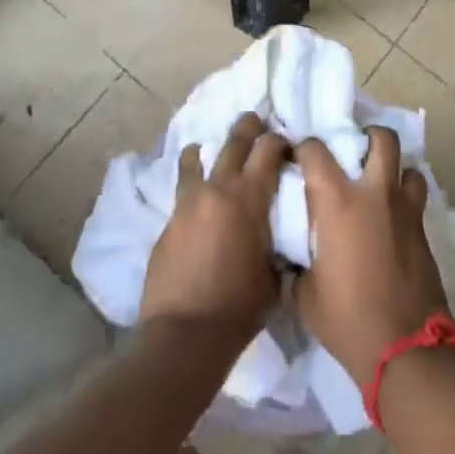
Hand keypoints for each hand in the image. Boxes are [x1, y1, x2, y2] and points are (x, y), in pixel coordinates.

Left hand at [142, 112, 288, 339]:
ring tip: (204, 148)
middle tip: (255, 119)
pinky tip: (193, 198)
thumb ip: (278, 245)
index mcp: (250, 198)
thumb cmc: (240, 307)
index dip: (280, 140)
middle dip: (248, 127)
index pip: (269, 149)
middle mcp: (218, 189)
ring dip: (204, 151)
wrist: (186, 334)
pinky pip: (181, 192)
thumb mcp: (275, 275)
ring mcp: (188, 203)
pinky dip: (189, 187)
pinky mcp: (167, 222)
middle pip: (234, 142)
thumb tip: (282, 236)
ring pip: (194, 160)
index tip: (287, 142)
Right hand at [295, 127, 451, 387]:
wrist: (405, 348)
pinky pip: (416, 198)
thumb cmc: (347, 319)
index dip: (304, 148)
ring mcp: (405, 210)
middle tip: (353, 153)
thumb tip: (291, 254)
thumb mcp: (305, 294)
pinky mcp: (423, 231)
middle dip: (368, 137)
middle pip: (381, 139)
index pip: (316, 150)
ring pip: (409, 166)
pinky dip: (405, 198)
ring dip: (395, 169)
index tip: (297, 157)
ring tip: (380, 183)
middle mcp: (374, 194)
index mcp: (338, 202)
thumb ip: (297, 261)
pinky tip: (392, 218)